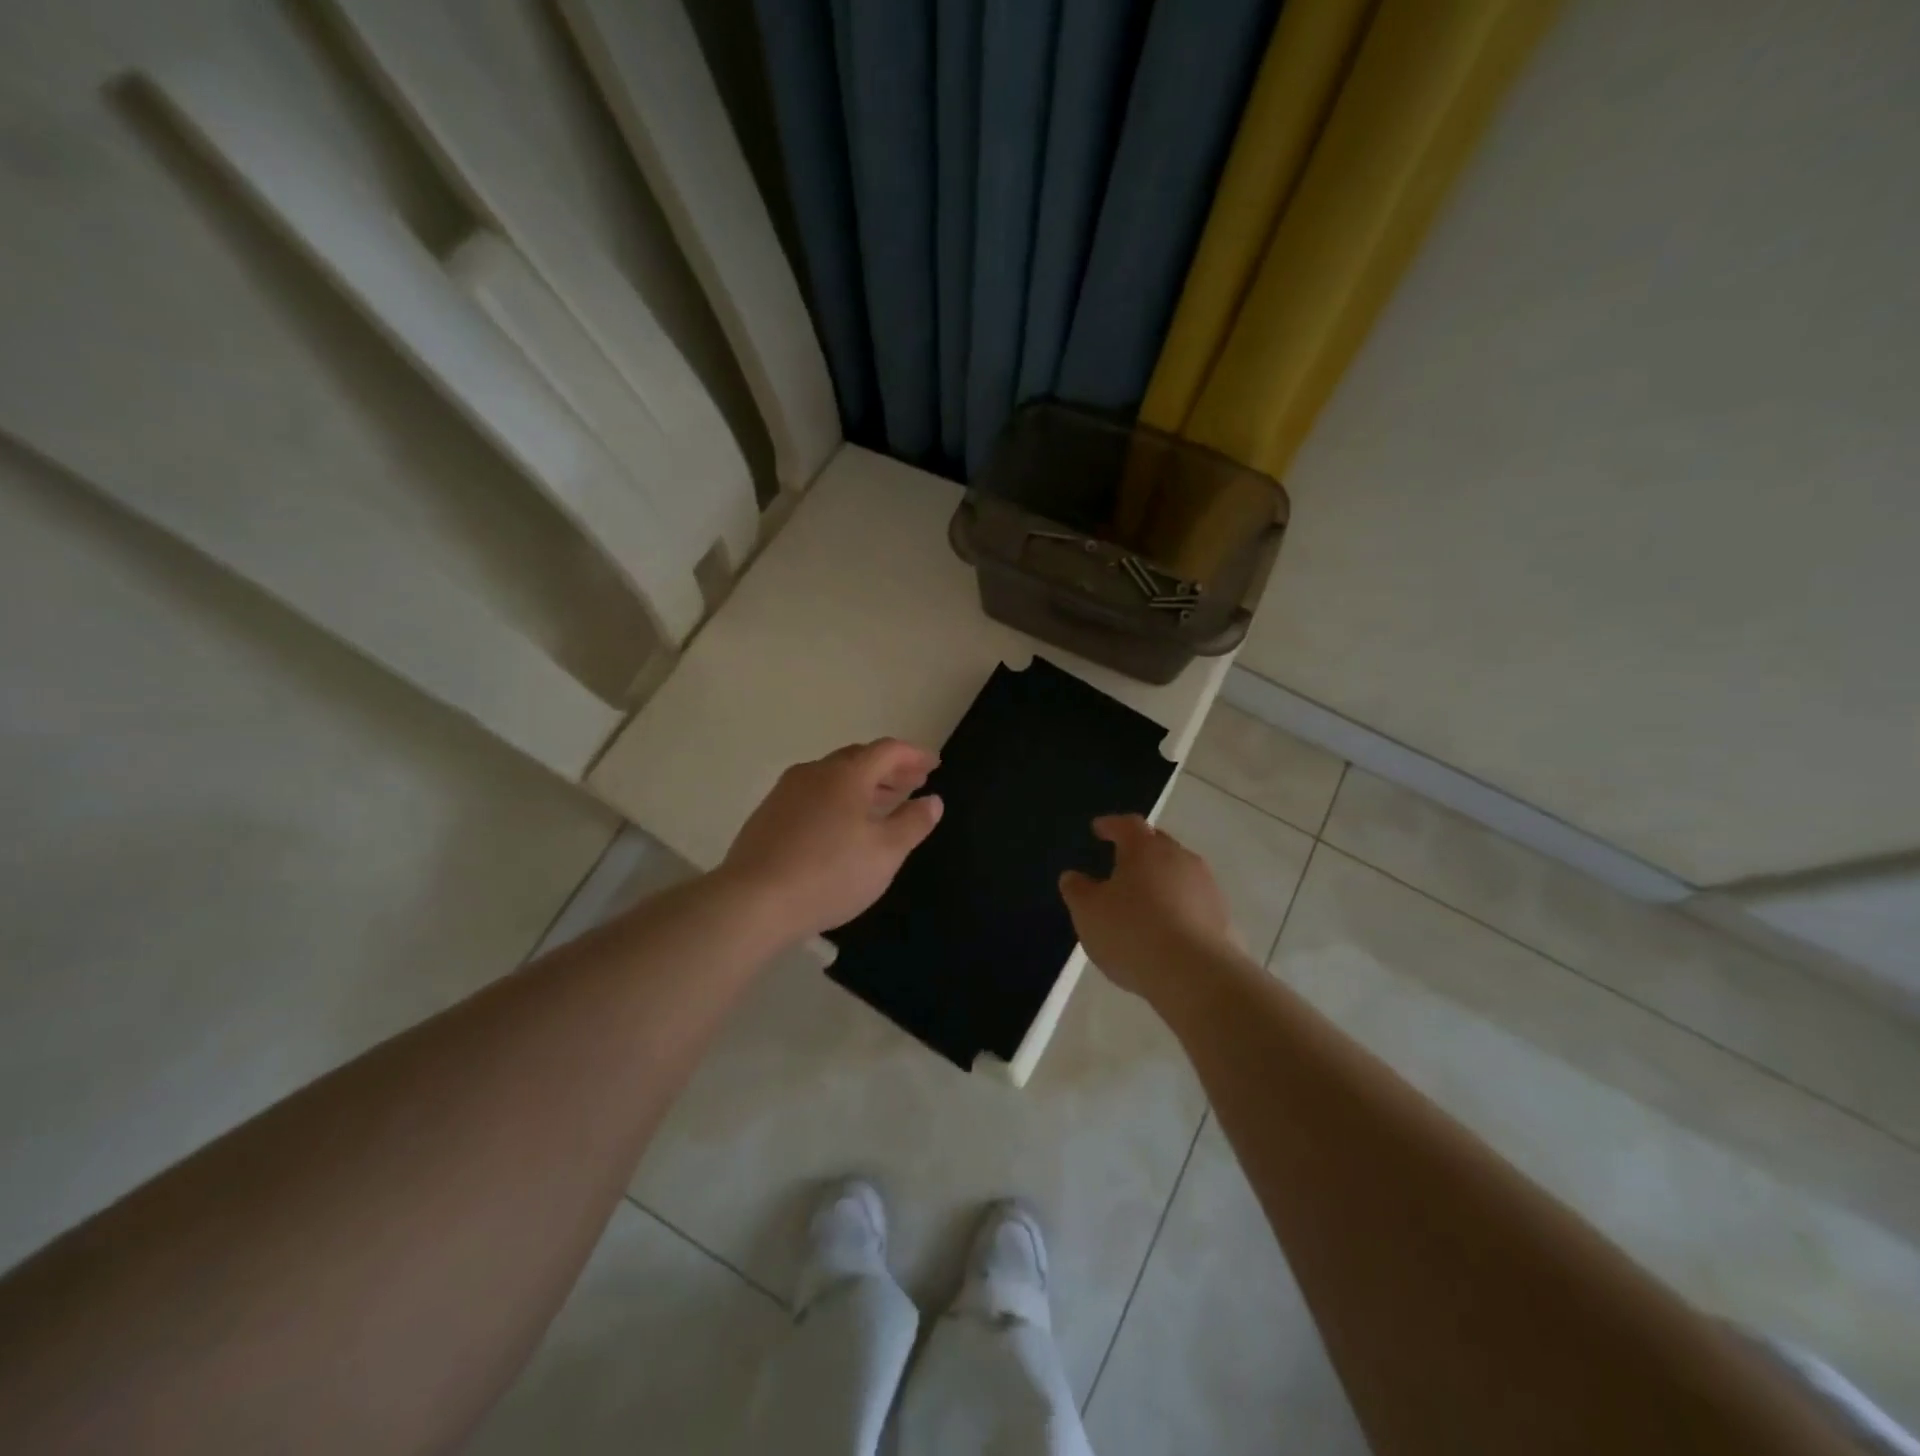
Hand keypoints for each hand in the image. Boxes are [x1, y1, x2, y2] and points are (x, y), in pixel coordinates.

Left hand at [720, 740, 944, 940]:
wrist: (753, 901)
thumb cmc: (830, 874)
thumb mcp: (885, 853)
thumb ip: (913, 823)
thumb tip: (933, 800)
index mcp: (847, 774)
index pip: (887, 750)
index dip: (914, 755)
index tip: (933, 765)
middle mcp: (815, 772)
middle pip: (859, 759)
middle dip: (889, 769)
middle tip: (913, 783)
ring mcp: (786, 791)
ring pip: (833, 776)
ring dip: (864, 784)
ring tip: (883, 804)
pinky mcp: (768, 814)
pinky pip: (813, 794)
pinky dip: (838, 798)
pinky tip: (842, 825)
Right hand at [1059, 815, 1242, 998]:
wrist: (1196, 975)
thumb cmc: (1132, 933)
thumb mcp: (1088, 913)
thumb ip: (1078, 890)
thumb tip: (1073, 876)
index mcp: (1144, 849)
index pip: (1127, 825)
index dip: (1111, 825)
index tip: (1099, 829)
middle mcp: (1179, 858)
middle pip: (1158, 843)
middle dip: (1140, 849)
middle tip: (1122, 862)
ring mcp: (1206, 886)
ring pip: (1179, 872)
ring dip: (1162, 880)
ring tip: (1145, 899)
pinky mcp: (1223, 917)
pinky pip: (1194, 902)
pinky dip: (1179, 907)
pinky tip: (1168, 928)